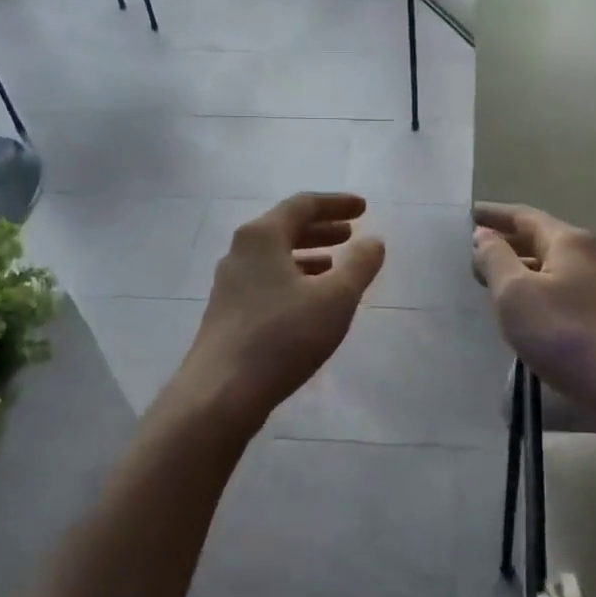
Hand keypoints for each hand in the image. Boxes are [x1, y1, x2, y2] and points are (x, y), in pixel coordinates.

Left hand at [179, 193, 384, 427]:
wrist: (221, 392)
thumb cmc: (283, 336)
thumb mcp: (335, 298)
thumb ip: (359, 265)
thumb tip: (374, 241)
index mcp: (262, 236)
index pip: (303, 205)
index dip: (337, 204)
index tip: (364, 208)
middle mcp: (240, 252)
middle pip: (285, 228)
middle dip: (322, 229)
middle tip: (351, 234)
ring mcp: (229, 283)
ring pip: (275, 257)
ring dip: (308, 255)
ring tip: (335, 265)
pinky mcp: (227, 312)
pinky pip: (266, 280)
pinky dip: (293, 278)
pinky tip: (309, 300)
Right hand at [472, 203, 595, 410]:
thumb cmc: (561, 332)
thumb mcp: (515, 292)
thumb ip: (495, 258)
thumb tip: (484, 234)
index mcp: (566, 241)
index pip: (523, 216)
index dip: (493, 214)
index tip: (467, 214)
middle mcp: (584, 255)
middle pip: (537, 238)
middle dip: (504, 241)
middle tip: (471, 250)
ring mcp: (593, 286)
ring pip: (545, 266)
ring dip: (516, 267)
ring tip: (486, 278)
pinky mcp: (595, 314)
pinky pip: (553, 289)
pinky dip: (530, 289)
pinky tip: (516, 308)